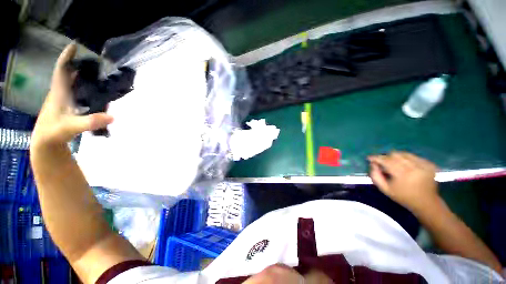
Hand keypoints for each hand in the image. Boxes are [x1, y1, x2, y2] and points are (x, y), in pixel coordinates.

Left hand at [31, 44, 112, 147]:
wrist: (45, 143)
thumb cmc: (54, 132)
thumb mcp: (72, 127)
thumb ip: (90, 121)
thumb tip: (113, 116)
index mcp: (58, 92)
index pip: (61, 70)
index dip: (67, 57)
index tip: (75, 45)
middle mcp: (60, 93)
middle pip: (67, 73)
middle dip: (78, 64)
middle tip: (93, 60)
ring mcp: (63, 100)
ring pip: (71, 82)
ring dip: (81, 75)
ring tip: (96, 73)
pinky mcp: (67, 106)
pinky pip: (75, 91)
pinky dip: (83, 87)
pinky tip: (93, 90)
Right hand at [368, 151, 438, 212]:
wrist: (427, 203)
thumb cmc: (403, 197)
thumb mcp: (385, 189)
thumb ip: (375, 176)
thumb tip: (372, 164)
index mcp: (402, 175)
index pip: (386, 161)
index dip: (376, 158)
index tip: (370, 158)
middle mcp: (414, 167)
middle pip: (395, 155)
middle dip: (386, 157)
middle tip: (382, 162)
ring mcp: (423, 165)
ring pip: (404, 154)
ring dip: (396, 157)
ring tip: (394, 163)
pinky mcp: (430, 164)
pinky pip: (414, 156)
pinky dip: (407, 159)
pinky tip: (406, 165)